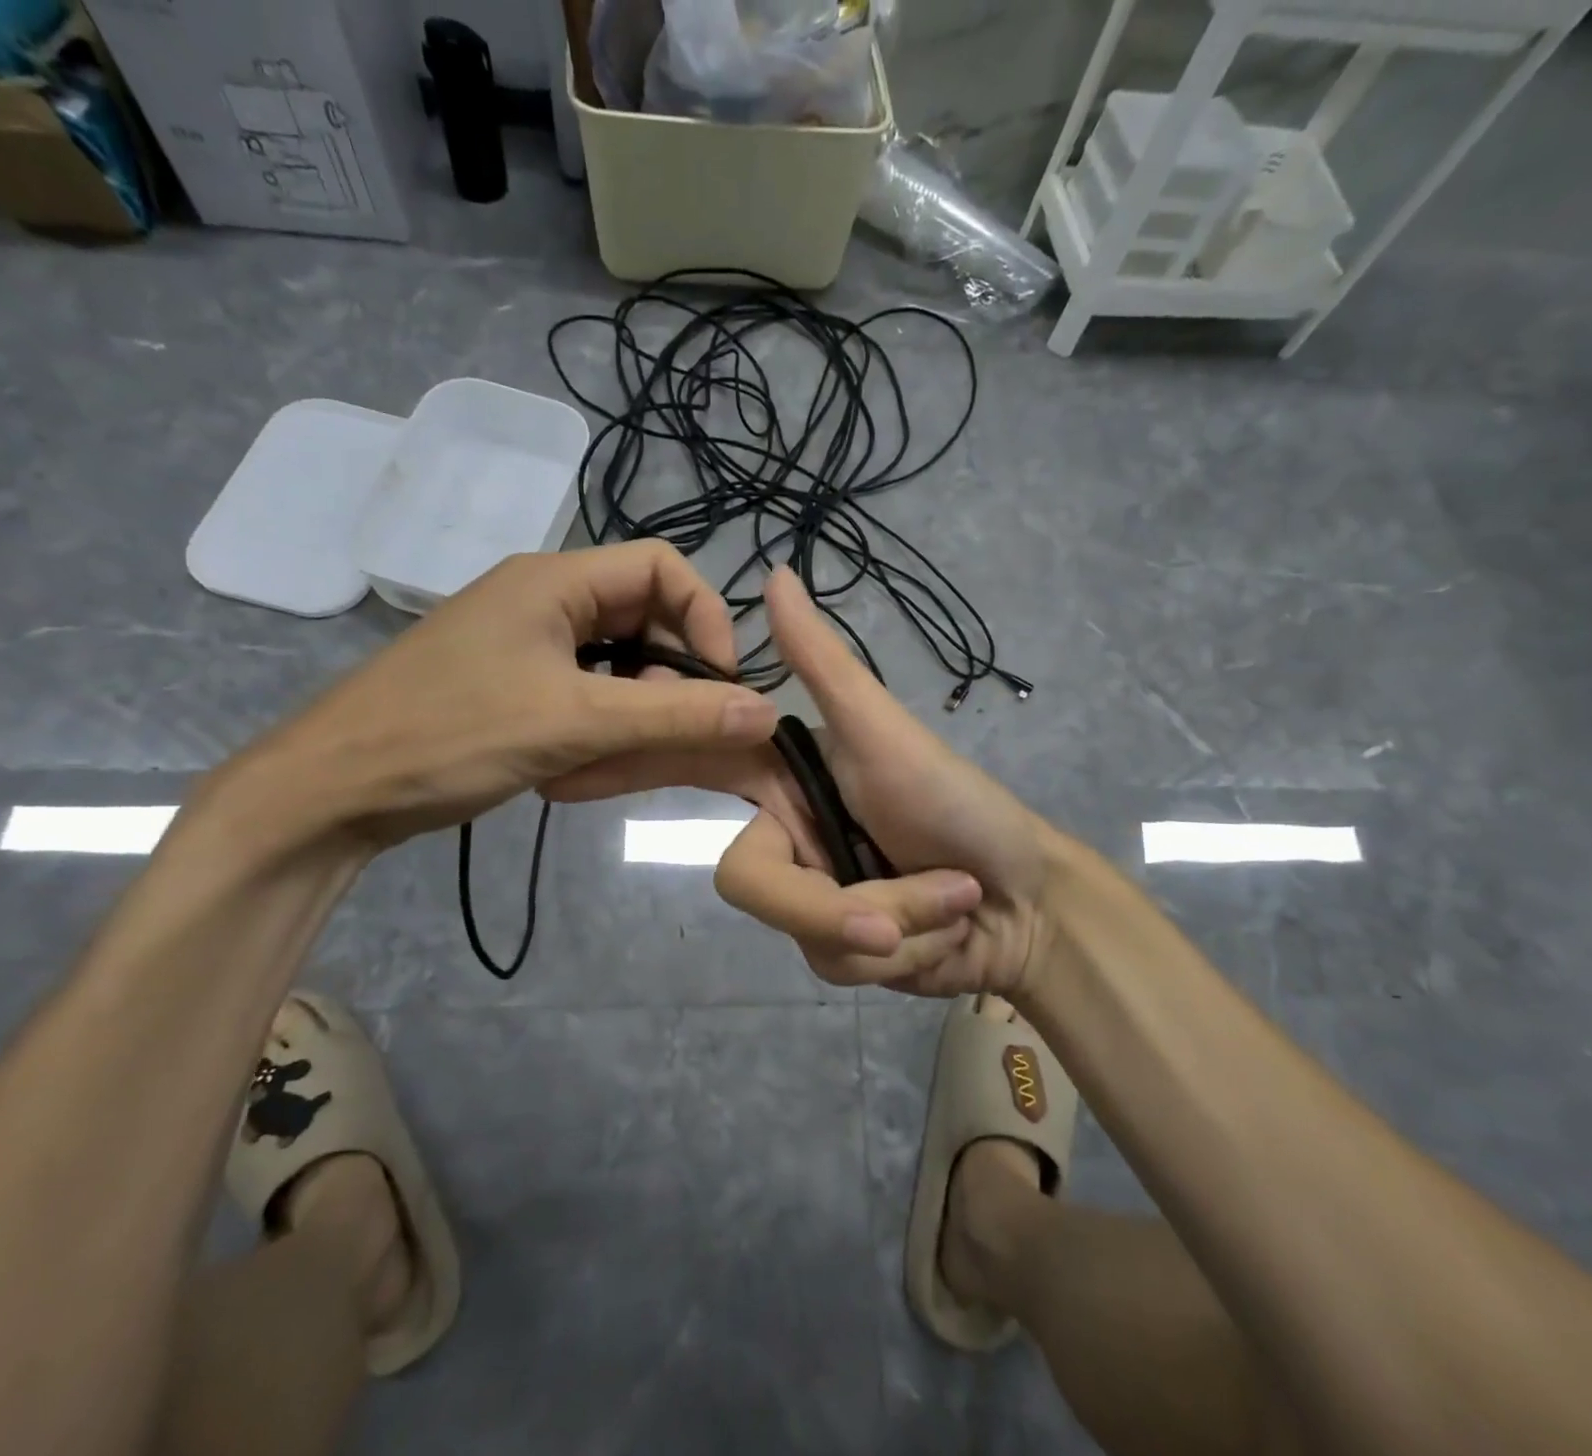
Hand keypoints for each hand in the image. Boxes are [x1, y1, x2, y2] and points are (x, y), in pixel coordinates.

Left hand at [228, 543, 778, 848]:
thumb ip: (676, 716)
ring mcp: (524, 643)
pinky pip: (582, 691)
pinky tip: (584, 767)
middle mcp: (543, 598)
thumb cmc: (451, 736)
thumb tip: (767, 709)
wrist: (331, 791)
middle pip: (642, 617)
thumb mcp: (576, 723)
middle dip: (669, 677)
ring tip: (617, 759)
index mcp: (555, 580)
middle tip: (670, 733)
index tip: (721, 683)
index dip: (706, 617)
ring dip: (634, 710)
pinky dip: (599, 725)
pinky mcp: (511, 683)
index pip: (662, 566)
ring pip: (615, 663)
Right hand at [550, 568, 1058, 998]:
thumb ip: (823, 662)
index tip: (565, 773)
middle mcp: (785, 836)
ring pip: (804, 934)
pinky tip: (944, 934)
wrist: (1026, 902)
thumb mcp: (885, 730)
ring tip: (950, 901)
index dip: (628, 767)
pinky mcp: (832, 949)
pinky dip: (904, 950)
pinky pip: (837, 965)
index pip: (692, 763)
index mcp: (782, 779)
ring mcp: (808, 898)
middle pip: (750, 883)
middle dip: (833, 905)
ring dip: (894, 921)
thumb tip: (775, 573)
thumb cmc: (957, 803)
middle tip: (905, 906)